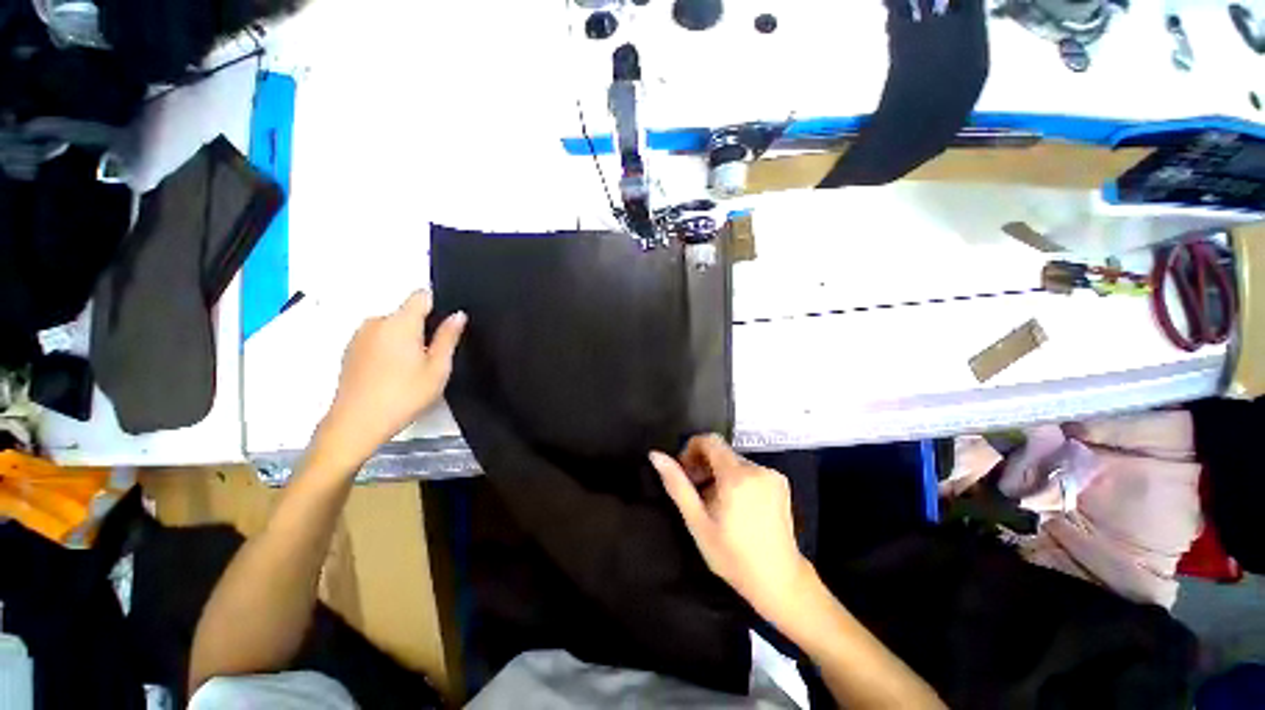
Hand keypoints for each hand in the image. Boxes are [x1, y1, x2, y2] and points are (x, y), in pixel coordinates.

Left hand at [311, 291, 466, 474]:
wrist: (356, 423)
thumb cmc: (404, 395)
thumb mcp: (437, 368)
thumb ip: (448, 337)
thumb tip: (458, 314)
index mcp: (400, 323)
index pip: (421, 296)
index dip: (437, 306)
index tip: (445, 327)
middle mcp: (376, 322)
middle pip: (406, 313)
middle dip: (421, 328)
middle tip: (431, 357)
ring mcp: (359, 336)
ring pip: (391, 327)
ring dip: (404, 339)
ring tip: (412, 368)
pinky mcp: (349, 350)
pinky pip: (377, 339)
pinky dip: (388, 348)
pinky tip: (392, 374)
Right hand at [650, 435, 813, 620]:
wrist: (780, 581)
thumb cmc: (733, 556)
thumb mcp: (698, 522)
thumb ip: (677, 485)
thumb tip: (655, 455)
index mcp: (737, 476)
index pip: (710, 441)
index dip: (692, 449)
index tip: (685, 471)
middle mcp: (758, 469)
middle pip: (722, 452)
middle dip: (704, 465)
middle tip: (696, 492)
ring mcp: (772, 475)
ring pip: (735, 462)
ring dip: (719, 473)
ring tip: (714, 503)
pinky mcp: (781, 483)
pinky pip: (750, 471)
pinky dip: (736, 480)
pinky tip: (734, 505)